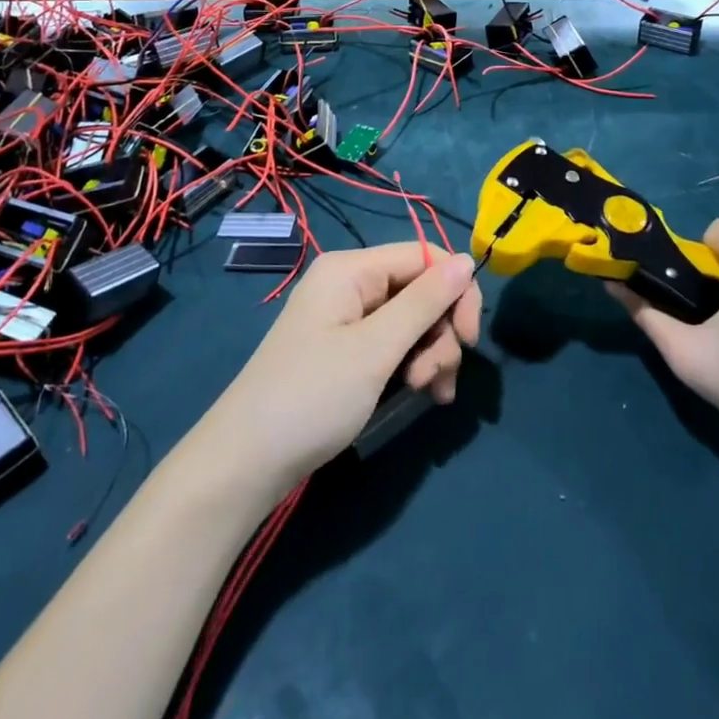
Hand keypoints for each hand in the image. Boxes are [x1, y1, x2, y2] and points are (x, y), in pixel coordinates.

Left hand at [200, 243, 480, 496]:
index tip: (471, 338)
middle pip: (421, 290)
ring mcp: (347, 319)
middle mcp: (350, 284)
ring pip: (413, 321)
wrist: (248, 462)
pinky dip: (413, 366)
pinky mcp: (347, 350)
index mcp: (351, 269)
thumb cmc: (312, 397)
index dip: (456, 291)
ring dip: (430, 355)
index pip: (425, 256)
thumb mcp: (375, 349)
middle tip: (436, 380)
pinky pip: (394, 344)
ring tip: (425, 394)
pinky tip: (421, 396)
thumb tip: (467, 260)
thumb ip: (424, 302)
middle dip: (440, 333)